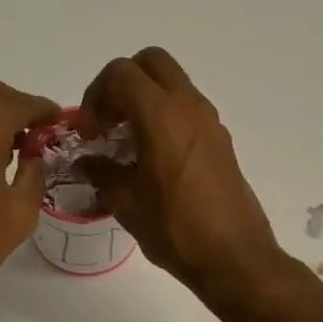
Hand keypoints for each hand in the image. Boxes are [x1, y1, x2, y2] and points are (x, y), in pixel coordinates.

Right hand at [78, 47, 285, 310]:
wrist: (234, 258)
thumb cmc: (176, 230)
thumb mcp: (127, 204)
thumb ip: (102, 173)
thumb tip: (87, 161)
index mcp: (162, 116)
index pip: (121, 74)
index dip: (95, 96)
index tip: (89, 134)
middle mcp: (189, 107)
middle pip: (151, 63)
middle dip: (122, 84)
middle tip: (108, 122)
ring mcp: (210, 122)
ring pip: (172, 85)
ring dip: (145, 101)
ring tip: (127, 144)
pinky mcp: (221, 141)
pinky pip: (187, 110)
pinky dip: (165, 118)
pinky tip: (152, 160)